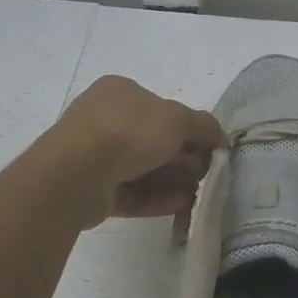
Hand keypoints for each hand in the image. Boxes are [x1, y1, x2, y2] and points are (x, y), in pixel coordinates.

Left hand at [50, 76, 224, 227]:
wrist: (76, 172)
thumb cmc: (128, 131)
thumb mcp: (177, 119)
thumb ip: (203, 125)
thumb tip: (221, 135)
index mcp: (119, 92)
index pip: (160, 108)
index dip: (188, 127)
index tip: (210, 146)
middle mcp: (104, 119)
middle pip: (152, 140)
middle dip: (182, 157)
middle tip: (206, 173)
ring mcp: (94, 155)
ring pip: (141, 168)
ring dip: (172, 180)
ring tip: (197, 194)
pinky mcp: (91, 190)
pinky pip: (130, 192)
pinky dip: (156, 197)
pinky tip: (181, 205)